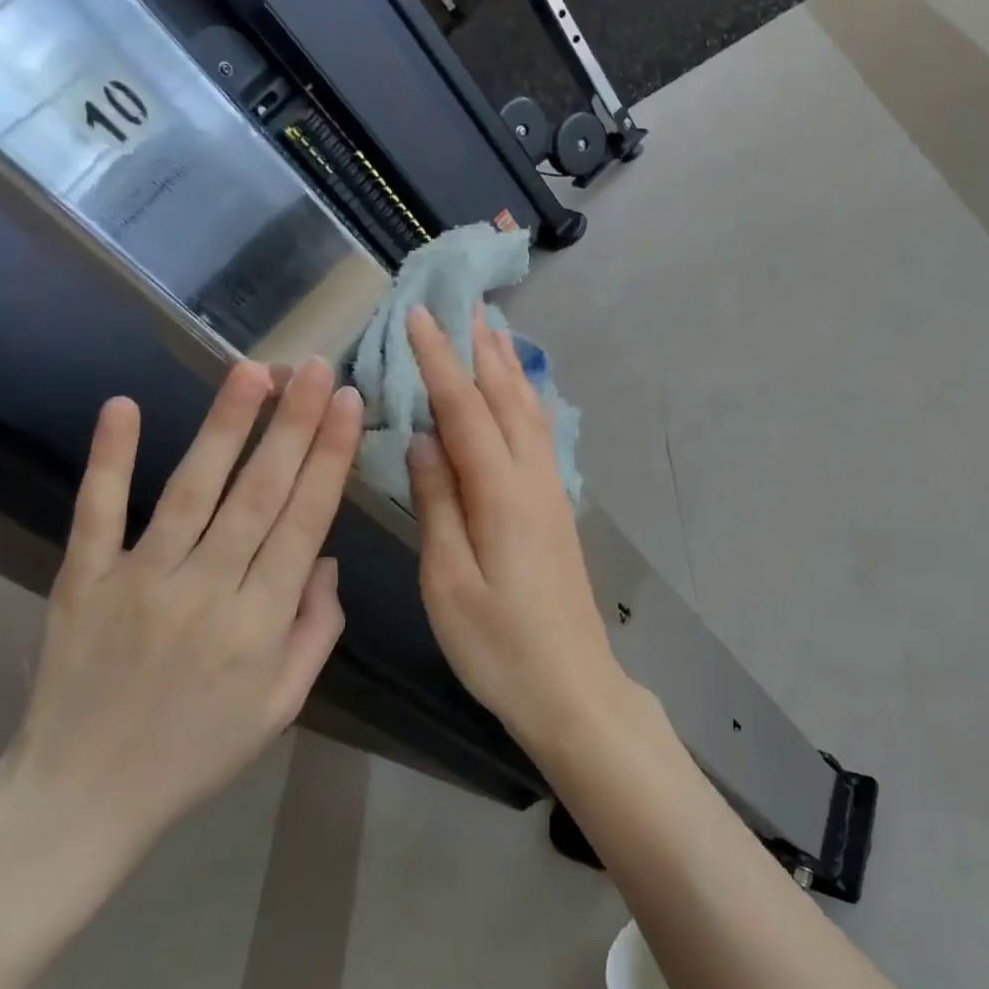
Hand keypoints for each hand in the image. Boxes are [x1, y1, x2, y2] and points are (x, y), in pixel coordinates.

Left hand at [0, 357, 360, 859]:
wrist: (82, 797)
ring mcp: (138, 581)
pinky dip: (109, 460)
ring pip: (192, 489)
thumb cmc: (199, 751)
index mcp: (260, 623)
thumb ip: (316, 629)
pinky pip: (97, 513)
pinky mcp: (82, 581)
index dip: (330, 458)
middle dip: (294, 424)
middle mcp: (205, 590)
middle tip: (316, 368)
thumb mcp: (283, 704)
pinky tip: (123, 406)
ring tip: (255, 371)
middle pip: (258, 493)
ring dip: (226, 426)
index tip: (349, 405)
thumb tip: (324, 558)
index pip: (305, 522)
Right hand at [405, 304, 626, 747]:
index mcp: (501, 493)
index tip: (418, 315)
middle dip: (482, 349)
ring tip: (494, 332)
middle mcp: (533, 480)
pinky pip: (540, 436)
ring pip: (530, 413)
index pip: (464, 409)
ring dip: (509, 369)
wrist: (571, 686)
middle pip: (507, 398)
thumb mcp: (448, 580)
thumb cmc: (498, 644)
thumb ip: (437, 503)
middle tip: (465, 303)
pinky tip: (521, 397)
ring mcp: (552, 493)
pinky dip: (526, 402)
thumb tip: (422, 439)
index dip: (439, 360)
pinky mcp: (557, 510)